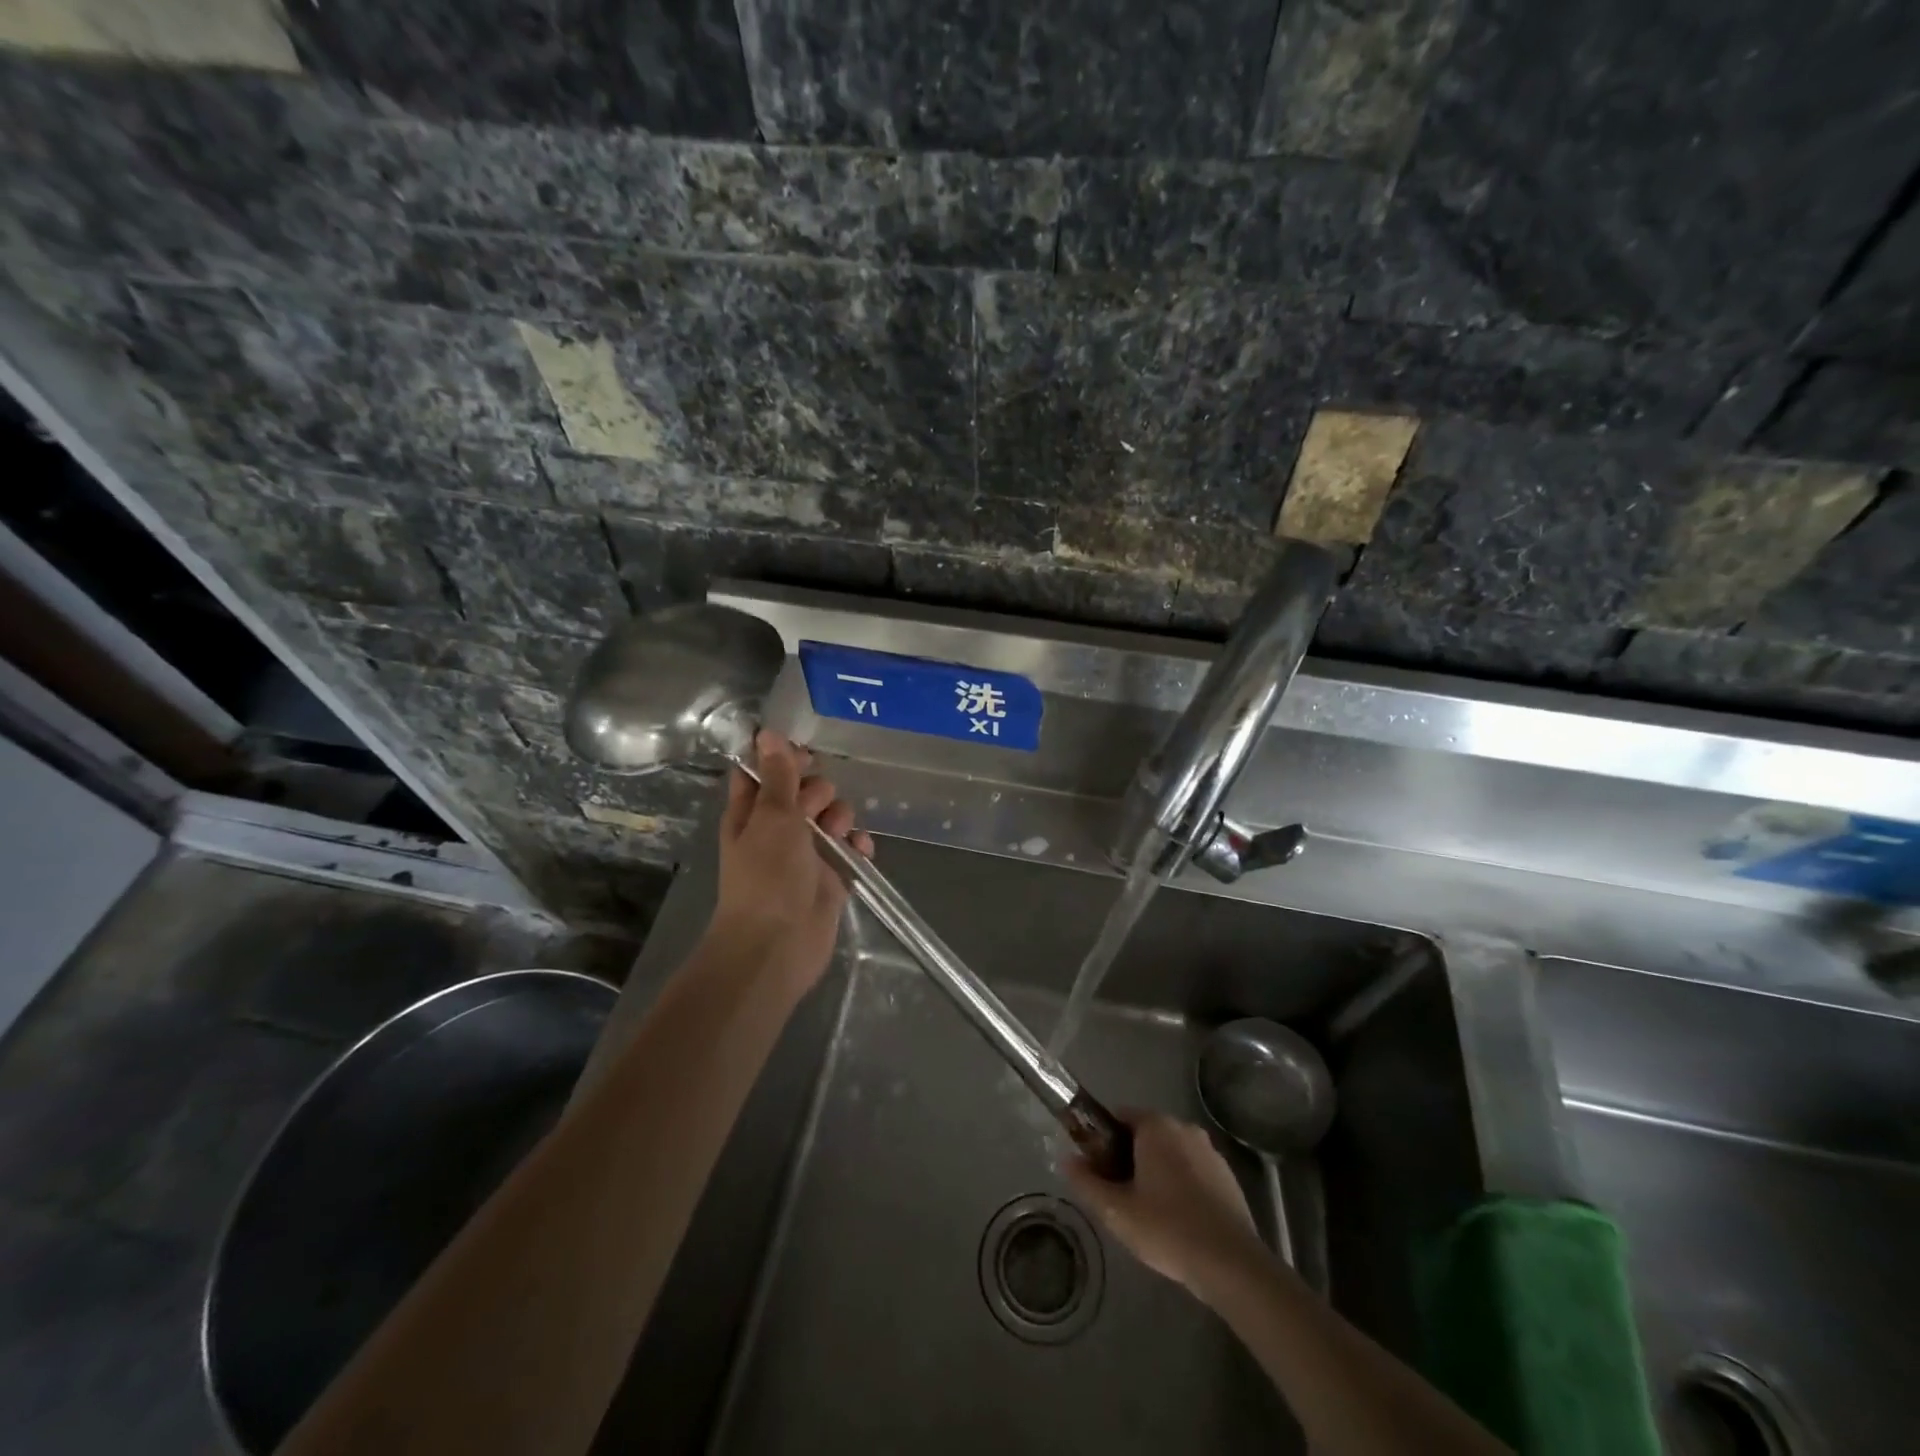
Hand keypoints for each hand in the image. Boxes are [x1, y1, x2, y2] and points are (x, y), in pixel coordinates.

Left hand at [706, 731, 873, 996]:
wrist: (779, 944)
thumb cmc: (767, 875)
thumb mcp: (772, 817)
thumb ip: (778, 776)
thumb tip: (768, 733)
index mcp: (751, 812)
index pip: (763, 772)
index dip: (783, 758)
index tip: (806, 752)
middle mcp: (776, 829)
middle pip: (804, 791)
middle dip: (818, 792)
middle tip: (819, 806)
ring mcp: (805, 854)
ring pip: (831, 817)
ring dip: (840, 818)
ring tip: (838, 833)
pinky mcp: (831, 876)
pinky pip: (850, 849)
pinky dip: (857, 847)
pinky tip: (860, 850)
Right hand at [1065, 1113, 1265, 1295]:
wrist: (1231, 1264)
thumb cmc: (1167, 1228)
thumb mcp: (1115, 1210)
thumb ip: (1086, 1182)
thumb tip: (1066, 1160)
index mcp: (1156, 1126)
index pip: (1120, 1116)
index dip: (1103, 1140)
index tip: (1098, 1170)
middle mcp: (1184, 1128)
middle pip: (1146, 1134)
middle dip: (1129, 1158)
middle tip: (1120, 1195)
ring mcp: (1210, 1151)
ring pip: (1171, 1153)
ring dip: (1156, 1172)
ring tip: (1148, 1213)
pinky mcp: (1228, 1177)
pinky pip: (1193, 1171)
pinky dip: (1181, 1186)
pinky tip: (1177, 1221)